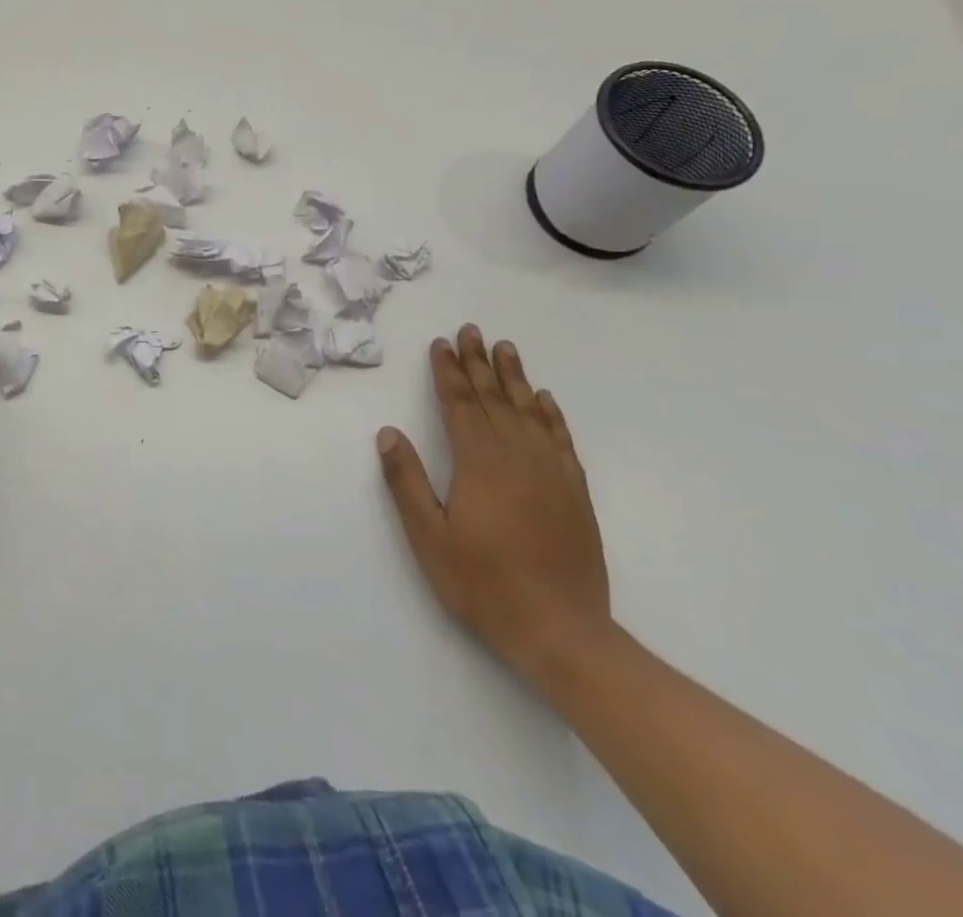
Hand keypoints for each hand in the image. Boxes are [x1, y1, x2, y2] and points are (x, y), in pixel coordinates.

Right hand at [377, 324, 610, 683]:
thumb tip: (389, 433)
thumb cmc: (485, 585)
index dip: (448, 372)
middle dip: (478, 363)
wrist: (563, 632)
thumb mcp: (429, 537)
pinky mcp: (574, 492)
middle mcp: (517, 457)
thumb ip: (406, 481)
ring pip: (529, 411)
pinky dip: (551, 414)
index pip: (460, 404)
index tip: (441, 344)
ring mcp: (551, 473)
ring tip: (505, 348)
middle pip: (494, 398)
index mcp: (479, 463)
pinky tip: (544, 400)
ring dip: (514, 377)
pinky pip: (560, 439)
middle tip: (471, 330)